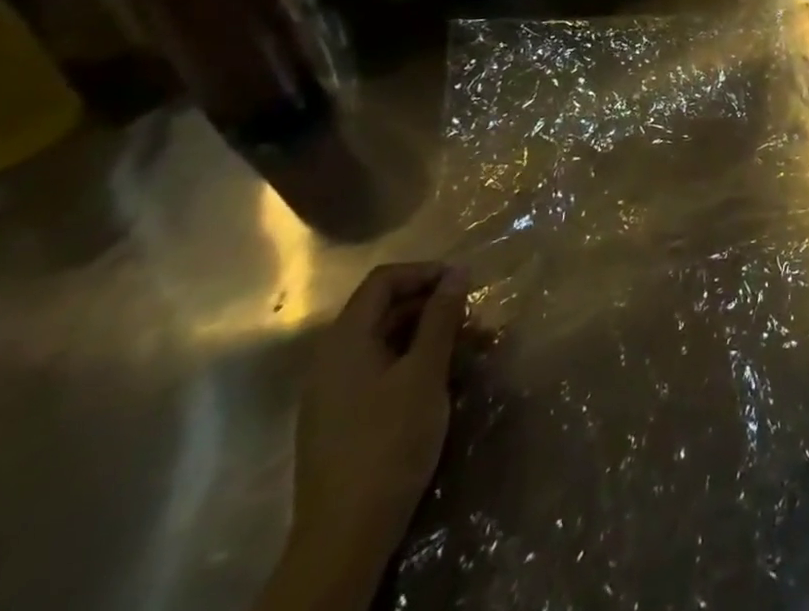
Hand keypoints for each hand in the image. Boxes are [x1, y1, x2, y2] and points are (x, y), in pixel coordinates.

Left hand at [264, 263, 466, 610]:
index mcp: (345, 340)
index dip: (425, 272)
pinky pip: (382, 370)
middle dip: (433, 306)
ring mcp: (335, 391)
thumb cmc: (389, 441)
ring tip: (471, 349)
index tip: (464, 283)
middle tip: (474, 318)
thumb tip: (458, 271)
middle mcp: (333, 359)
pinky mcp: (344, 418)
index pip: (384, 280)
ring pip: (388, 342)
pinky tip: (445, 380)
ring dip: (430, 336)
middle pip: (385, 309)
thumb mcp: (425, 372)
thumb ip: (441, 317)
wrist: (346, 536)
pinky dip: (415, 363)